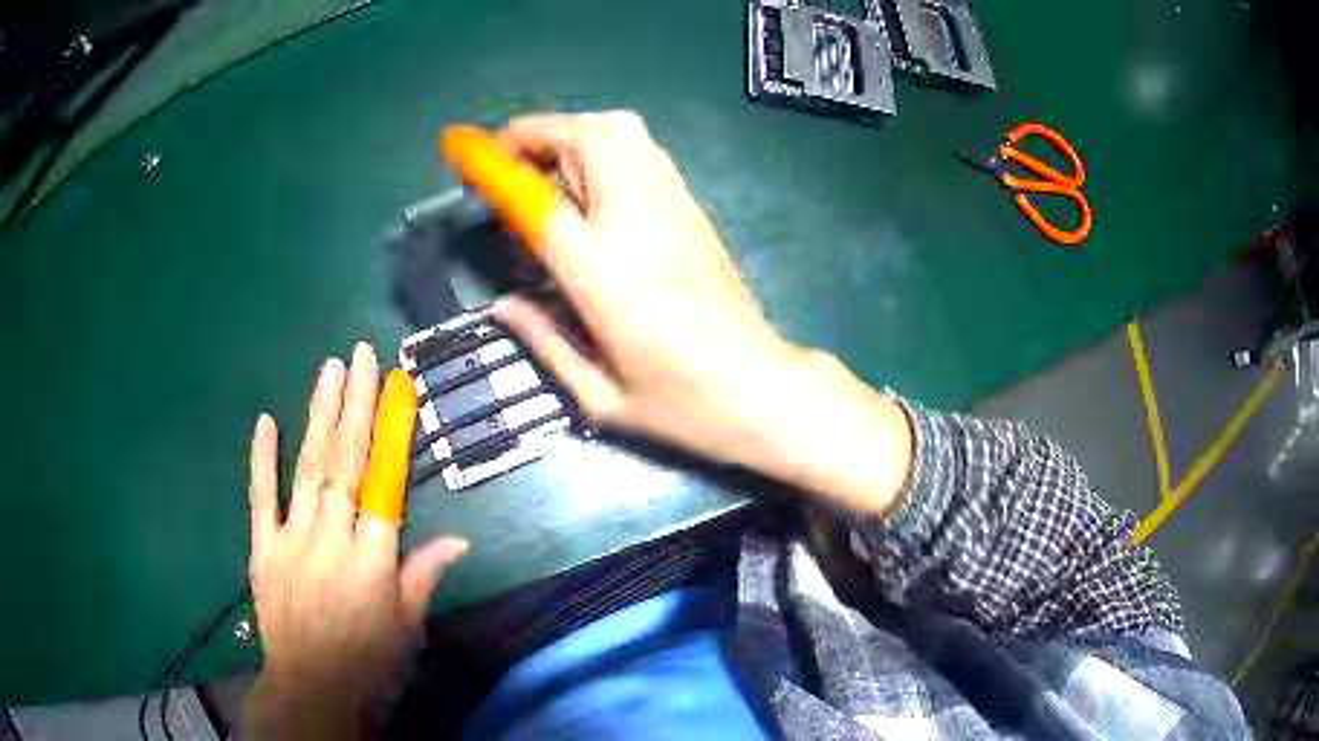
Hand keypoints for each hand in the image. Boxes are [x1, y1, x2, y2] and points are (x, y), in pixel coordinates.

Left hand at [244, 343, 467, 738]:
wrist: (312, 690)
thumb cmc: (370, 663)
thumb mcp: (407, 627)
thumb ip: (424, 576)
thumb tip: (458, 538)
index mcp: (373, 559)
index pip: (385, 482)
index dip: (391, 432)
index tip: (396, 389)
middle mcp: (332, 539)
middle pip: (344, 461)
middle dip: (353, 404)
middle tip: (358, 355)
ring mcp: (292, 539)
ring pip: (307, 468)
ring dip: (318, 416)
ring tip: (328, 370)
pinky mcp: (263, 548)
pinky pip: (261, 497)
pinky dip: (262, 459)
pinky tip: (266, 421)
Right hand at [490, 112, 913, 515]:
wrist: (764, 389)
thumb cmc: (683, 405)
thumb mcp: (600, 396)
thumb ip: (544, 342)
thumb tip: (502, 306)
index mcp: (603, 273)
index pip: (537, 197)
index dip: (494, 165)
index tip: (463, 149)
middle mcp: (638, 222)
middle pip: (587, 135)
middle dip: (537, 131)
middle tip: (506, 158)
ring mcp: (674, 209)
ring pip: (622, 131)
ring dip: (574, 131)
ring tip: (545, 164)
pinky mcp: (695, 210)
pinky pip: (647, 152)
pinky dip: (609, 145)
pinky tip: (593, 180)